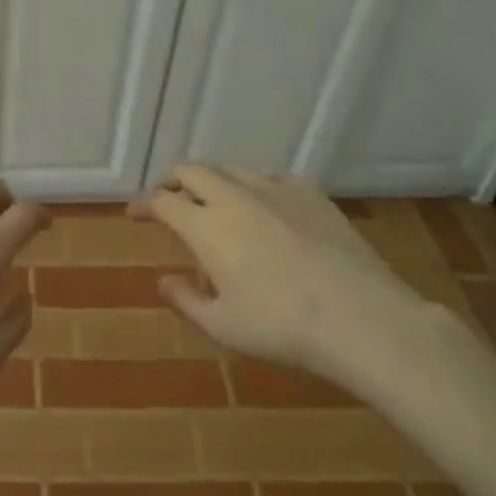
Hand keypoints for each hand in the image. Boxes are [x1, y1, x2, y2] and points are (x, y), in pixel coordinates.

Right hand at [133, 166, 440, 400]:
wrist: (360, 317)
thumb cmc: (282, 327)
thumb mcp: (224, 327)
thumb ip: (186, 300)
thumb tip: (163, 281)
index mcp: (205, 225)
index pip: (162, 200)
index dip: (144, 204)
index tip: (135, 213)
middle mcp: (233, 196)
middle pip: (191, 170)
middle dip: (173, 181)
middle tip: (170, 200)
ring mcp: (273, 188)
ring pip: (229, 168)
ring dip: (212, 181)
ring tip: (214, 202)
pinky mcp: (308, 192)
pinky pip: (270, 177)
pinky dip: (254, 186)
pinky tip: (264, 206)